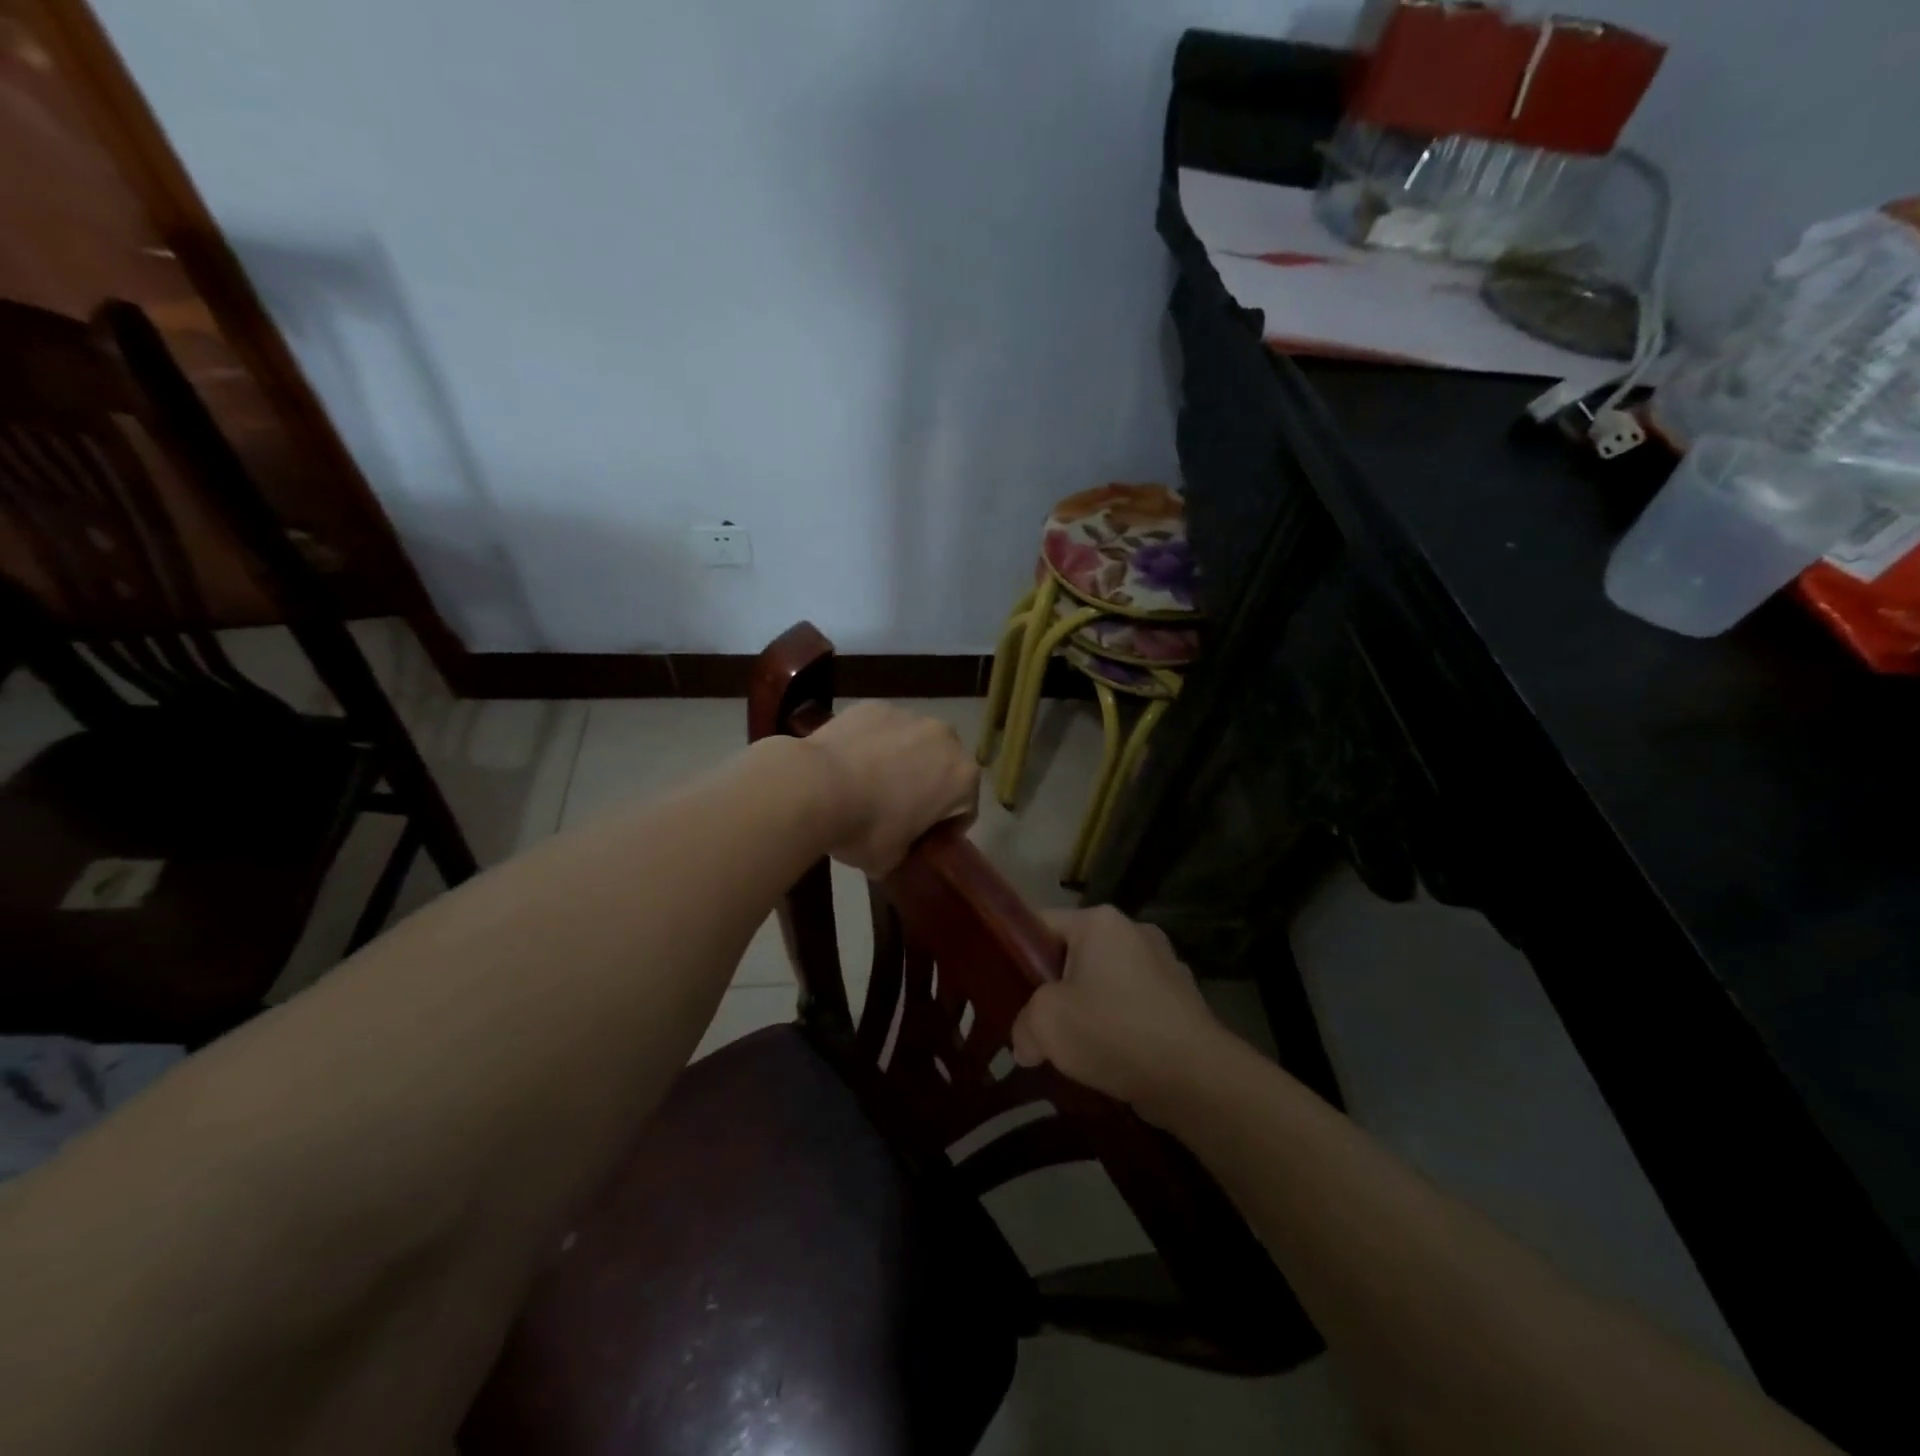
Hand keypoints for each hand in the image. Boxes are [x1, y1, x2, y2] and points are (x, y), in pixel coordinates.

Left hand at [802, 702, 977, 875]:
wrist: (815, 786)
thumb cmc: (865, 828)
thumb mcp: (891, 859)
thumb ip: (906, 850)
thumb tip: (895, 848)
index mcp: (962, 777)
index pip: (964, 808)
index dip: (944, 827)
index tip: (921, 838)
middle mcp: (945, 738)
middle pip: (943, 766)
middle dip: (927, 784)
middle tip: (896, 809)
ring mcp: (909, 716)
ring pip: (913, 742)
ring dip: (901, 759)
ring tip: (867, 782)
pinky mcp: (875, 706)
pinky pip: (882, 728)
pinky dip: (872, 742)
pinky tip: (848, 762)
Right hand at [1011, 906, 1235, 1122]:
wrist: (1195, 1077)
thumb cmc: (1113, 1031)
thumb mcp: (1046, 1024)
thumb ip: (1024, 1026)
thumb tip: (1027, 1044)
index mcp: (1101, 921)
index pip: (1043, 924)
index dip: (1019, 954)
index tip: (1009, 989)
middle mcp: (1135, 931)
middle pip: (1076, 955)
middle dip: (1056, 989)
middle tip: (1039, 1024)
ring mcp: (1165, 964)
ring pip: (1106, 983)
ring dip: (1089, 1009)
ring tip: (1075, 1048)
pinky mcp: (1183, 1000)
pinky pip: (1135, 1006)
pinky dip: (1120, 1026)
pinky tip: (1112, 1060)